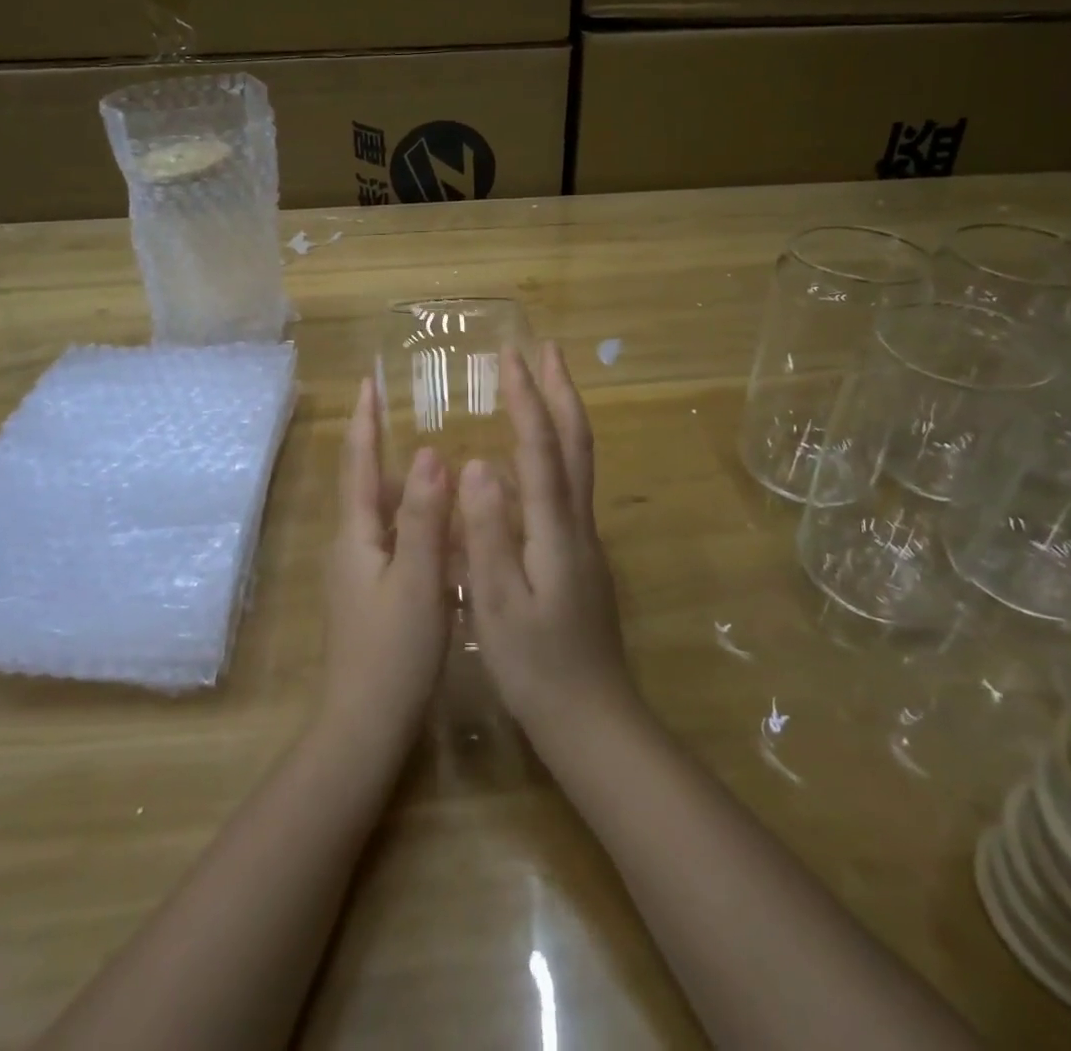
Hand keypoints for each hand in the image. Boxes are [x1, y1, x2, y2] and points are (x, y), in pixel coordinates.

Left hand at [321, 378, 452, 752]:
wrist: (365, 727)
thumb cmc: (393, 652)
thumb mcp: (417, 581)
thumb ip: (422, 517)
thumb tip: (428, 452)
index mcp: (356, 536)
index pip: (357, 463)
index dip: (364, 421)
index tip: (368, 382)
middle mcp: (351, 547)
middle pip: (366, 484)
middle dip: (382, 445)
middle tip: (411, 414)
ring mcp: (359, 574)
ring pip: (381, 514)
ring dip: (401, 484)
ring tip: (435, 462)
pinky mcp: (373, 596)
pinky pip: (393, 541)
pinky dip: (413, 520)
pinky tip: (442, 528)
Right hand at [459, 341, 633, 746]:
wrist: (594, 721)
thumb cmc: (537, 667)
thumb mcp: (497, 604)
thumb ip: (486, 533)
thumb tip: (476, 463)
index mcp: (556, 530)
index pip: (542, 447)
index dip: (526, 398)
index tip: (509, 355)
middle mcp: (578, 524)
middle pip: (576, 443)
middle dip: (560, 390)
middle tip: (545, 349)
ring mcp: (584, 540)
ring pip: (578, 461)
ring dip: (562, 415)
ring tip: (541, 386)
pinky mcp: (580, 557)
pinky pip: (569, 485)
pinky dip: (556, 450)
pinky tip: (534, 458)